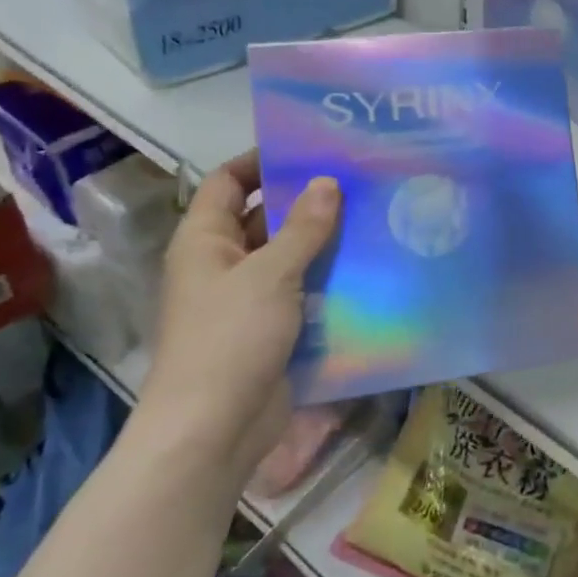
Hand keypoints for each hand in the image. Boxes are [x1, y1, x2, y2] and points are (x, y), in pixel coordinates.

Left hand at [138, 152, 339, 473]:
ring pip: (287, 257)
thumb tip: (327, 182)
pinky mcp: (271, 330)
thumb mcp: (270, 274)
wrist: (215, 427)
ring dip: (322, 242)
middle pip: (263, 218)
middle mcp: (222, 264)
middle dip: (304, 201)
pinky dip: (327, 280)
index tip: (309, 149)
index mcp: (205, 240)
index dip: (261, 161)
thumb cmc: (230, 338)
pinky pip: (301, 292)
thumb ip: (303, 228)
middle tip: (356, 181)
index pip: (228, 183)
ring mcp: (247, 299)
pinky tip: (367, 268)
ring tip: (372, 218)